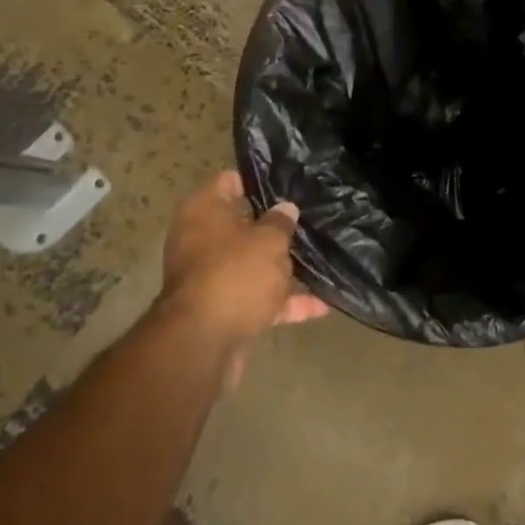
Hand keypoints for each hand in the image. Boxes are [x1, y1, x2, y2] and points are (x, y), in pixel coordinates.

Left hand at [158, 171, 329, 385]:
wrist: (204, 344)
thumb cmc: (235, 274)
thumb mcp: (268, 241)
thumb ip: (281, 223)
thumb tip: (286, 208)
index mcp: (203, 212)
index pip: (229, 182)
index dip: (258, 180)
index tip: (288, 182)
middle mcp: (202, 241)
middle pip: (242, 226)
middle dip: (274, 227)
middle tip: (309, 219)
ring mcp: (212, 278)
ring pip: (252, 265)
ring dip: (282, 268)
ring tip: (322, 259)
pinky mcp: (224, 312)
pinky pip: (259, 300)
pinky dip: (285, 303)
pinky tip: (322, 305)